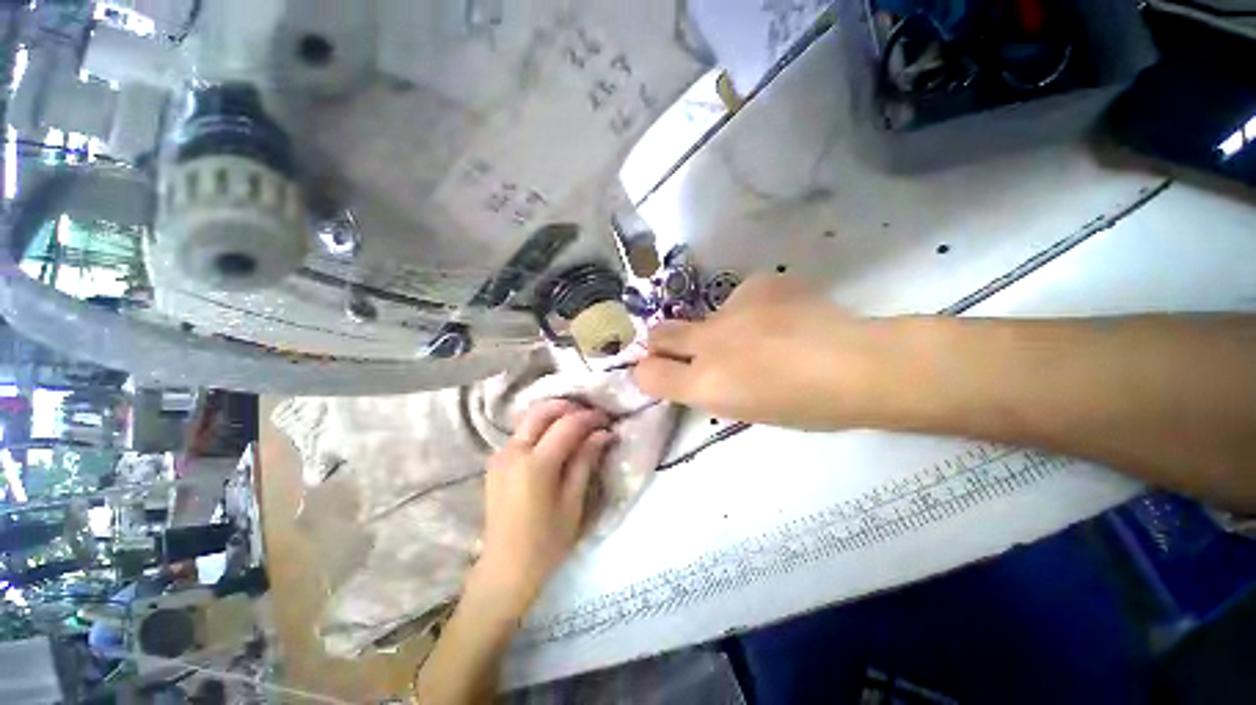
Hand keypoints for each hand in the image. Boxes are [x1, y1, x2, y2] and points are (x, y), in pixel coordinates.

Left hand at [473, 400, 614, 611]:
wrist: (504, 571)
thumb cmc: (546, 543)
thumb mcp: (573, 503)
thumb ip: (585, 461)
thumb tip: (603, 433)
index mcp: (535, 465)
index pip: (567, 424)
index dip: (590, 417)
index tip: (607, 419)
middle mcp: (513, 452)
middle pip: (542, 410)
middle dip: (569, 406)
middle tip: (590, 417)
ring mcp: (500, 455)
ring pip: (529, 419)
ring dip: (554, 415)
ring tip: (576, 426)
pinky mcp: (495, 463)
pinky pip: (521, 433)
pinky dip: (540, 427)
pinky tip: (555, 440)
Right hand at [634, 275, 891, 429]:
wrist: (862, 365)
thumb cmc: (807, 407)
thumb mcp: (746, 410)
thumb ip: (710, 388)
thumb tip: (695, 370)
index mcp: (706, 385)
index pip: (647, 373)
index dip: (648, 372)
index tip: (660, 371)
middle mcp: (708, 343)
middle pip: (660, 333)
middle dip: (662, 342)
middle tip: (688, 348)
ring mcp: (731, 308)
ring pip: (707, 316)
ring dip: (719, 328)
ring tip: (761, 336)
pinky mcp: (758, 284)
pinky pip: (742, 298)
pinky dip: (753, 309)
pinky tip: (783, 317)